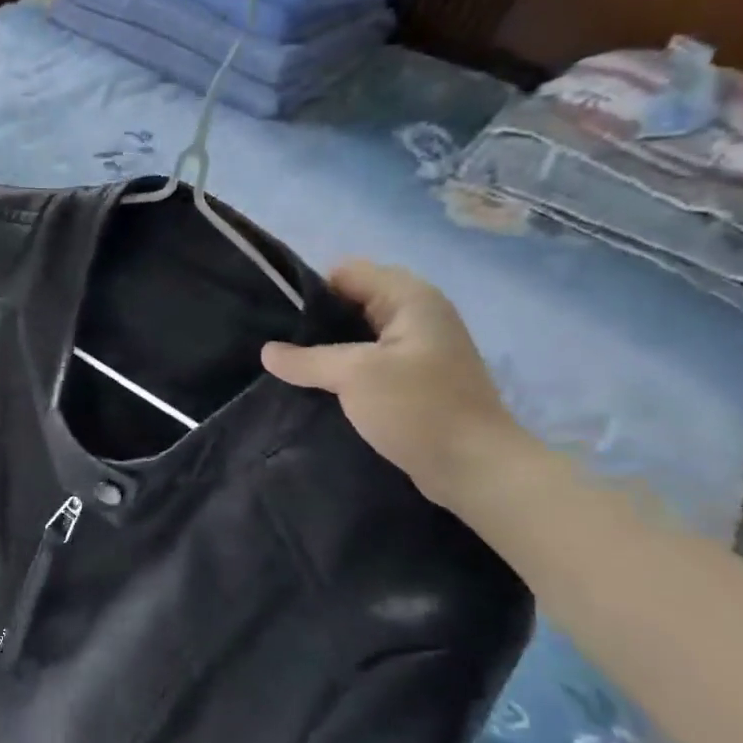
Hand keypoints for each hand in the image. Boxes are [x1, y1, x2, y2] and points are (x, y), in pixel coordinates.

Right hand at [261, 261, 536, 507]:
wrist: (476, 469)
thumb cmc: (419, 409)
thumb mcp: (355, 376)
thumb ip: (306, 359)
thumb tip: (267, 352)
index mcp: (410, 299)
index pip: (346, 273)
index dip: (309, 291)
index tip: (277, 321)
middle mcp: (416, 315)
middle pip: (351, 302)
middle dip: (313, 322)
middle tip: (277, 345)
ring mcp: (417, 349)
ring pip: (357, 335)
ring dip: (325, 349)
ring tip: (288, 366)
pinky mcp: (413, 380)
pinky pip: (367, 362)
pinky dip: (342, 370)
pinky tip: (315, 387)